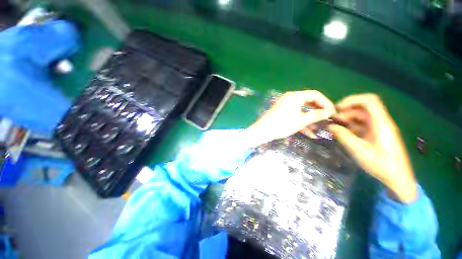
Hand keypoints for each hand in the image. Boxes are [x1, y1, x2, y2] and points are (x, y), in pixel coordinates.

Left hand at [241, 90, 334, 147]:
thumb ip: (316, 115)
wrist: (262, 131)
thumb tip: (329, 112)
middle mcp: (290, 98)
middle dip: (318, 112)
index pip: (315, 94)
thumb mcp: (301, 121)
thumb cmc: (282, 125)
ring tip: (319, 129)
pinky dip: (301, 122)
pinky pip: (294, 115)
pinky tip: (309, 133)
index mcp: (295, 96)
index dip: (325, 103)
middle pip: (309, 102)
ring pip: (302, 110)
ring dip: (310, 119)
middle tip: (326, 120)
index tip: (332, 113)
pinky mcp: (281, 112)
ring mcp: (285, 105)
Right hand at [328, 94, 416, 203]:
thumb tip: (330, 126)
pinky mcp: (377, 135)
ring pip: (362, 117)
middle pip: (363, 108)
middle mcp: (381, 122)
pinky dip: (351, 126)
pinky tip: (343, 133)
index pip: (369, 101)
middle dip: (346, 112)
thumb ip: (343, 136)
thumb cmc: (381, 165)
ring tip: (335, 127)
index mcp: (381, 123)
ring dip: (347, 119)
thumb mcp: (359, 150)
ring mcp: (380, 129)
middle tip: (333, 121)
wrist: (398, 179)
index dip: (352, 100)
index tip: (337, 108)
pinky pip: (363, 125)